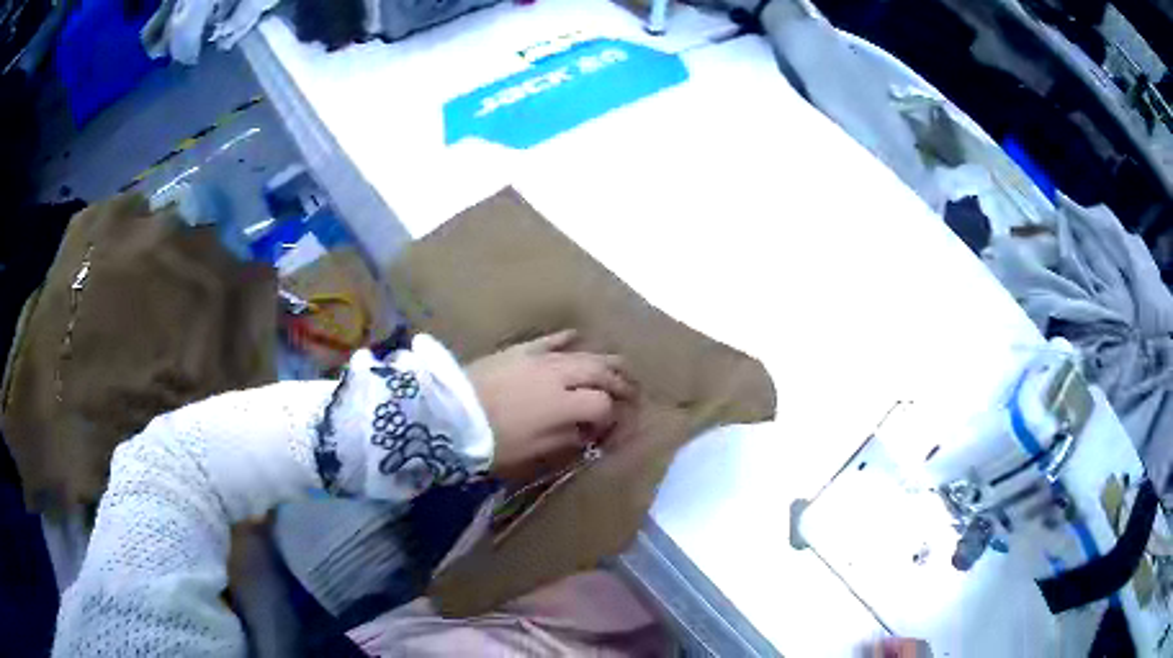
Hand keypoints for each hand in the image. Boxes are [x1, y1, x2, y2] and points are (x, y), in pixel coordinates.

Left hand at [467, 330, 633, 480]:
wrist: (450, 413)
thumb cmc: (493, 440)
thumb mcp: (533, 451)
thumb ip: (567, 439)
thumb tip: (588, 432)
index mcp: (564, 403)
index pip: (604, 404)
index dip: (614, 417)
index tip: (613, 429)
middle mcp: (559, 375)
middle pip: (602, 372)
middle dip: (622, 384)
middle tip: (633, 394)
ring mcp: (540, 358)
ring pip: (584, 353)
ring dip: (605, 361)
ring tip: (619, 368)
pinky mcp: (520, 349)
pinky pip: (551, 339)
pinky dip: (568, 338)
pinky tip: (579, 337)